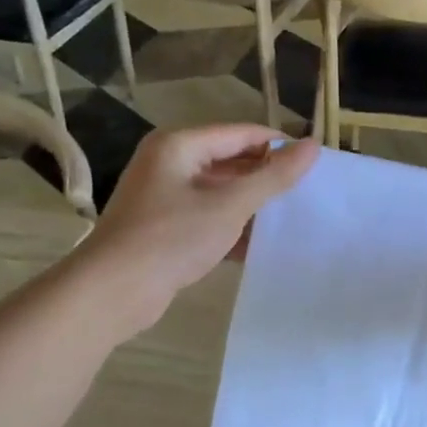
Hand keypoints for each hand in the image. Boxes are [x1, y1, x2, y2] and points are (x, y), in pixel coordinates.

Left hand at [65, 125, 317, 342]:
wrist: (111, 293)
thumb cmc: (172, 238)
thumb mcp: (231, 205)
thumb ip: (274, 176)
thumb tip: (313, 146)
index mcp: (180, 145)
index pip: (242, 133)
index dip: (280, 145)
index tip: (316, 163)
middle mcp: (170, 163)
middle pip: (231, 159)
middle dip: (266, 175)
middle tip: (307, 191)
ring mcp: (164, 195)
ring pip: (221, 190)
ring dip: (252, 203)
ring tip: (291, 215)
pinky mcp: (164, 226)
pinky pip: (208, 214)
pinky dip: (233, 224)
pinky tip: (262, 242)